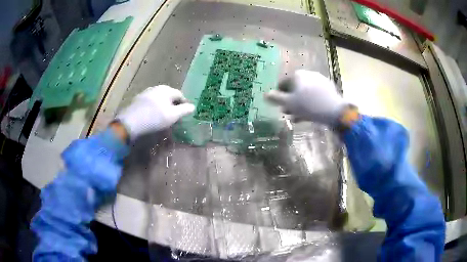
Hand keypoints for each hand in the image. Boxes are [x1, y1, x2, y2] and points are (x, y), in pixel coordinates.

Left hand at [116, 85, 194, 138]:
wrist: (131, 121)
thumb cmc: (155, 118)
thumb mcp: (173, 116)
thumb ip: (184, 110)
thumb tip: (193, 106)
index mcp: (167, 90)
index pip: (180, 94)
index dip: (184, 103)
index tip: (185, 113)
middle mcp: (156, 88)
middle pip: (169, 95)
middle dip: (173, 104)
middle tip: (174, 115)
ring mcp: (146, 92)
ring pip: (159, 98)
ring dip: (163, 105)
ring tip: (163, 115)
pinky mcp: (138, 99)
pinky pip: (150, 102)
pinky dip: (154, 107)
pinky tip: (152, 115)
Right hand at [265, 70, 347, 125]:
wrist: (334, 110)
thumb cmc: (308, 106)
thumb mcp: (289, 103)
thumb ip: (276, 98)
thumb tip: (265, 94)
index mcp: (297, 75)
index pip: (283, 84)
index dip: (279, 95)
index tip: (279, 106)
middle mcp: (308, 74)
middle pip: (295, 88)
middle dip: (290, 101)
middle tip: (287, 112)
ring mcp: (319, 81)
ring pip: (305, 93)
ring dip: (299, 104)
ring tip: (296, 117)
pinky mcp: (328, 89)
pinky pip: (314, 96)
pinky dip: (309, 104)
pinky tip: (308, 115)